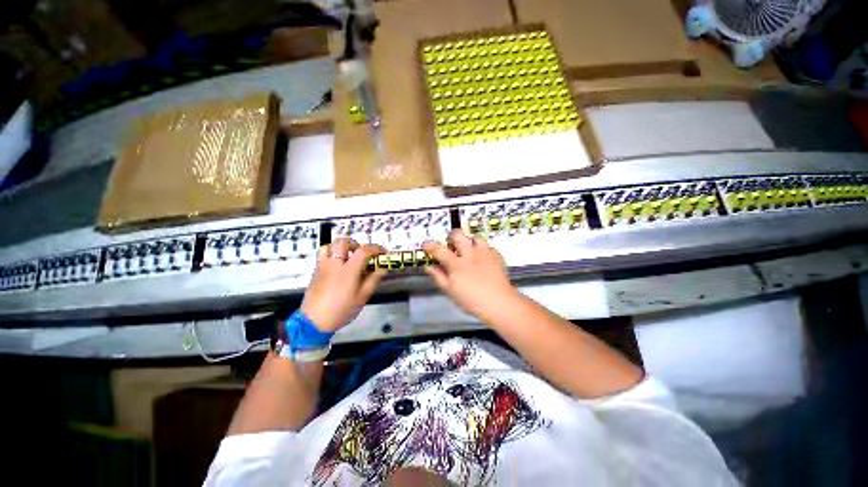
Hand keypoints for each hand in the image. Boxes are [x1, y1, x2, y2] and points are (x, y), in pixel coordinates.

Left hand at [300, 239, 386, 331]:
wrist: (315, 319)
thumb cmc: (341, 311)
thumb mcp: (361, 299)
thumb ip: (372, 281)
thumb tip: (382, 269)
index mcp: (348, 270)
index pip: (364, 251)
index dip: (375, 248)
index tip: (382, 253)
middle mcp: (334, 263)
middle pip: (343, 242)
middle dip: (355, 244)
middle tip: (361, 253)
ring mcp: (322, 266)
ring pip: (329, 246)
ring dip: (339, 247)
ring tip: (346, 256)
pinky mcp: (315, 271)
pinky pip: (322, 255)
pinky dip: (331, 255)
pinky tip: (335, 267)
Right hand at [422, 230, 518, 323]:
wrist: (499, 302)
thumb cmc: (471, 301)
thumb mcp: (450, 292)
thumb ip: (439, 277)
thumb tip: (428, 267)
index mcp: (456, 264)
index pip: (440, 250)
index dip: (430, 246)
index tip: (425, 244)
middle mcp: (470, 254)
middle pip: (459, 235)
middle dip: (452, 236)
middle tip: (451, 244)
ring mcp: (485, 254)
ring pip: (476, 237)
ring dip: (471, 241)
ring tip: (470, 249)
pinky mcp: (497, 257)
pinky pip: (489, 247)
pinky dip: (484, 250)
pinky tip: (484, 259)